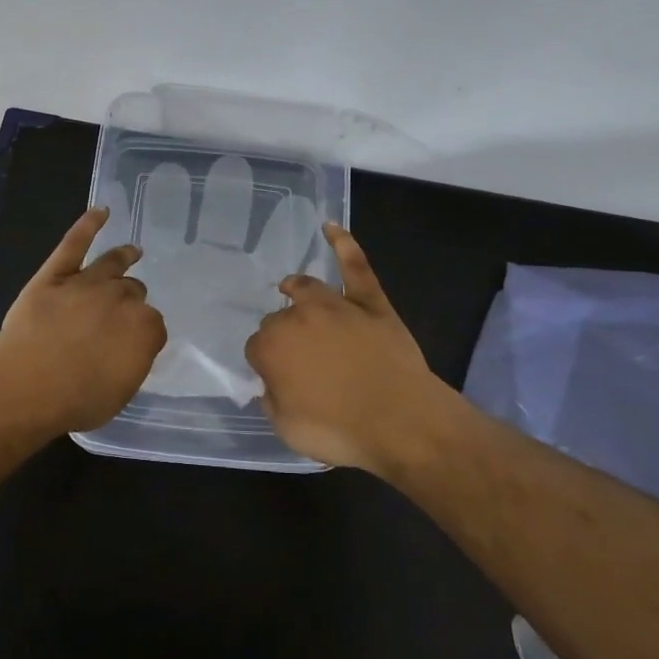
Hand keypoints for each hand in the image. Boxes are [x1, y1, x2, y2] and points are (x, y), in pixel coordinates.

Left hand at [0, 206, 167, 433]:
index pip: (153, 325)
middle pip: (133, 292)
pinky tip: (100, 212)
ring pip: (113, 264)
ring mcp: (88, 282)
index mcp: (145, 328)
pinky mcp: (56, 273)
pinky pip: (75, 243)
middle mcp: (122, 298)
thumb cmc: (76, 399)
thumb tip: (129, 350)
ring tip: (132, 252)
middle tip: (121, 312)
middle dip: (130, 300)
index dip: (143, 334)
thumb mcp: (119, 393)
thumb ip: (131, 363)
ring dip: (123, 257)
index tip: (132, 344)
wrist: (29, 383)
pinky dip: (88, 225)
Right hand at [244, 224, 451, 472]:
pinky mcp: (370, 301)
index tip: (279, 381)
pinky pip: (355, 266)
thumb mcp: (288, 430)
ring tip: (290, 289)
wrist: (401, 420)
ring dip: (296, 289)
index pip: (256, 348)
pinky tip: (330, 227)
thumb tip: (271, 383)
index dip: (266, 364)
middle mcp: (297, 317)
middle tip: (299, 360)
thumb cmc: (340, 430)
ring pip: (306, 287)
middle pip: (279, 319)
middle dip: (284, 335)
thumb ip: (272, 400)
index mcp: (272, 347)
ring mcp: (336, 305)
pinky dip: (343, 244)